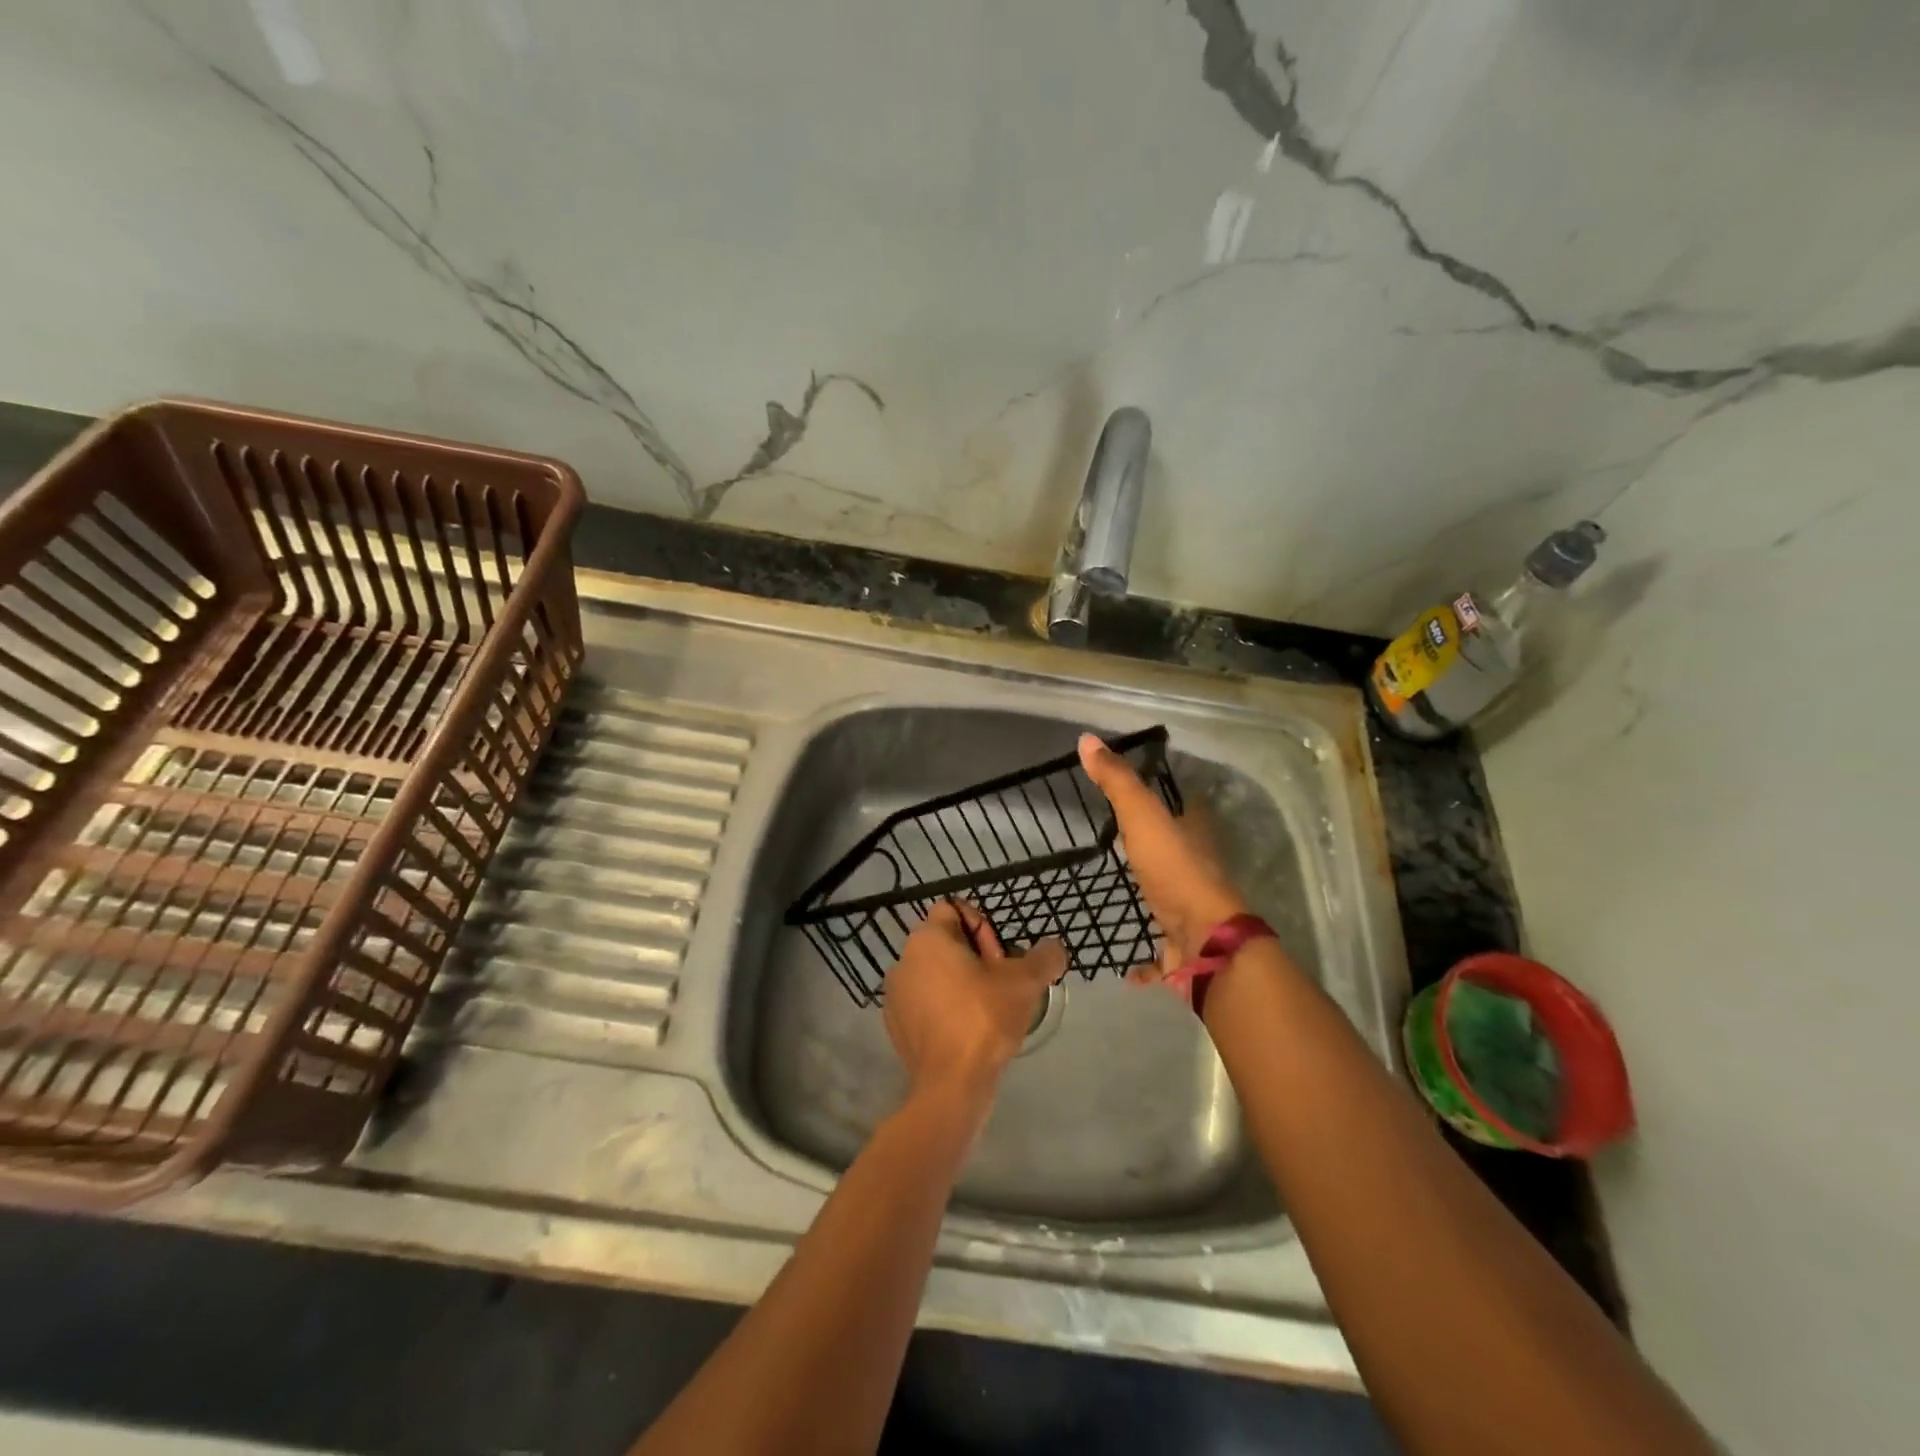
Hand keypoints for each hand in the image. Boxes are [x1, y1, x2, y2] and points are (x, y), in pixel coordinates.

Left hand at [883, 901, 1064, 1105]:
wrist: (951, 1085)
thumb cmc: (984, 1019)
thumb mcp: (1025, 982)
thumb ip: (1045, 957)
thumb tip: (1054, 950)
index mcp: (927, 939)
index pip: (954, 910)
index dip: (983, 928)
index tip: (1000, 959)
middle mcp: (904, 960)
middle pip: (946, 943)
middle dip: (976, 957)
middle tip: (1000, 986)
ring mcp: (895, 995)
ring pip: (935, 974)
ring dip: (961, 983)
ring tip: (988, 1010)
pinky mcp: (896, 1025)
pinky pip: (926, 1003)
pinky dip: (946, 1009)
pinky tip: (968, 1032)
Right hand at [1077, 733, 1248, 964]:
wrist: (1203, 941)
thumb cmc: (1174, 872)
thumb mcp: (1142, 818)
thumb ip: (1117, 782)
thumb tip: (1086, 739)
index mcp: (1194, 838)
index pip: (1187, 808)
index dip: (1172, 799)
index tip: (1144, 798)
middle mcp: (1198, 871)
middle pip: (1180, 854)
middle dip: (1159, 851)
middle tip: (1125, 846)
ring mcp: (1192, 912)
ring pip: (1172, 901)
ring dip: (1154, 899)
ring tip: (1123, 896)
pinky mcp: (1182, 948)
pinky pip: (1161, 953)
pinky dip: (1147, 960)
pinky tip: (1126, 967)